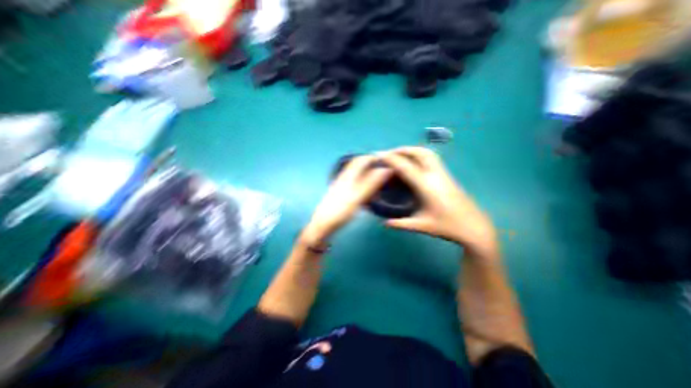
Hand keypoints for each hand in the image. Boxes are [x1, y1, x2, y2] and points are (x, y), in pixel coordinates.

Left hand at [303, 156, 393, 243]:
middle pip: (358, 167)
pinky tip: (368, 194)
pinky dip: (363, 185)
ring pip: (357, 176)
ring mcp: (341, 186)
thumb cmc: (340, 211)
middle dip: (371, 166)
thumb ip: (371, 183)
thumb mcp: (357, 197)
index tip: (386, 161)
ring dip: (368, 176)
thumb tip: (385, 169)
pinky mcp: (340, 194)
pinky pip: (354, 185)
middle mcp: (343, 178)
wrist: (323, 225)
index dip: (372, 157)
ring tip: (379, 182)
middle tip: (385, 172)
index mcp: (347, 176)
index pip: (360, 160)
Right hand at [378, 147, 497, 255]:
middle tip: (388, 154)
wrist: (474, 227)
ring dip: (412, 150)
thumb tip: (384, 222)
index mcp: (426, 186)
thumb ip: (400, 223)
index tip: (378, 155)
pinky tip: (414, 162)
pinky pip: (432, 158)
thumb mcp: (421, 226)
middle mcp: (435, 175)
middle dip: (401, 150)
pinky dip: (419, 154)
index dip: (390, 158)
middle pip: (418, 153)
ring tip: (400, 155)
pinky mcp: (447, 175)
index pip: (405, 166)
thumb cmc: (447, 227)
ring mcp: (443, 173)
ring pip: (427, 153)